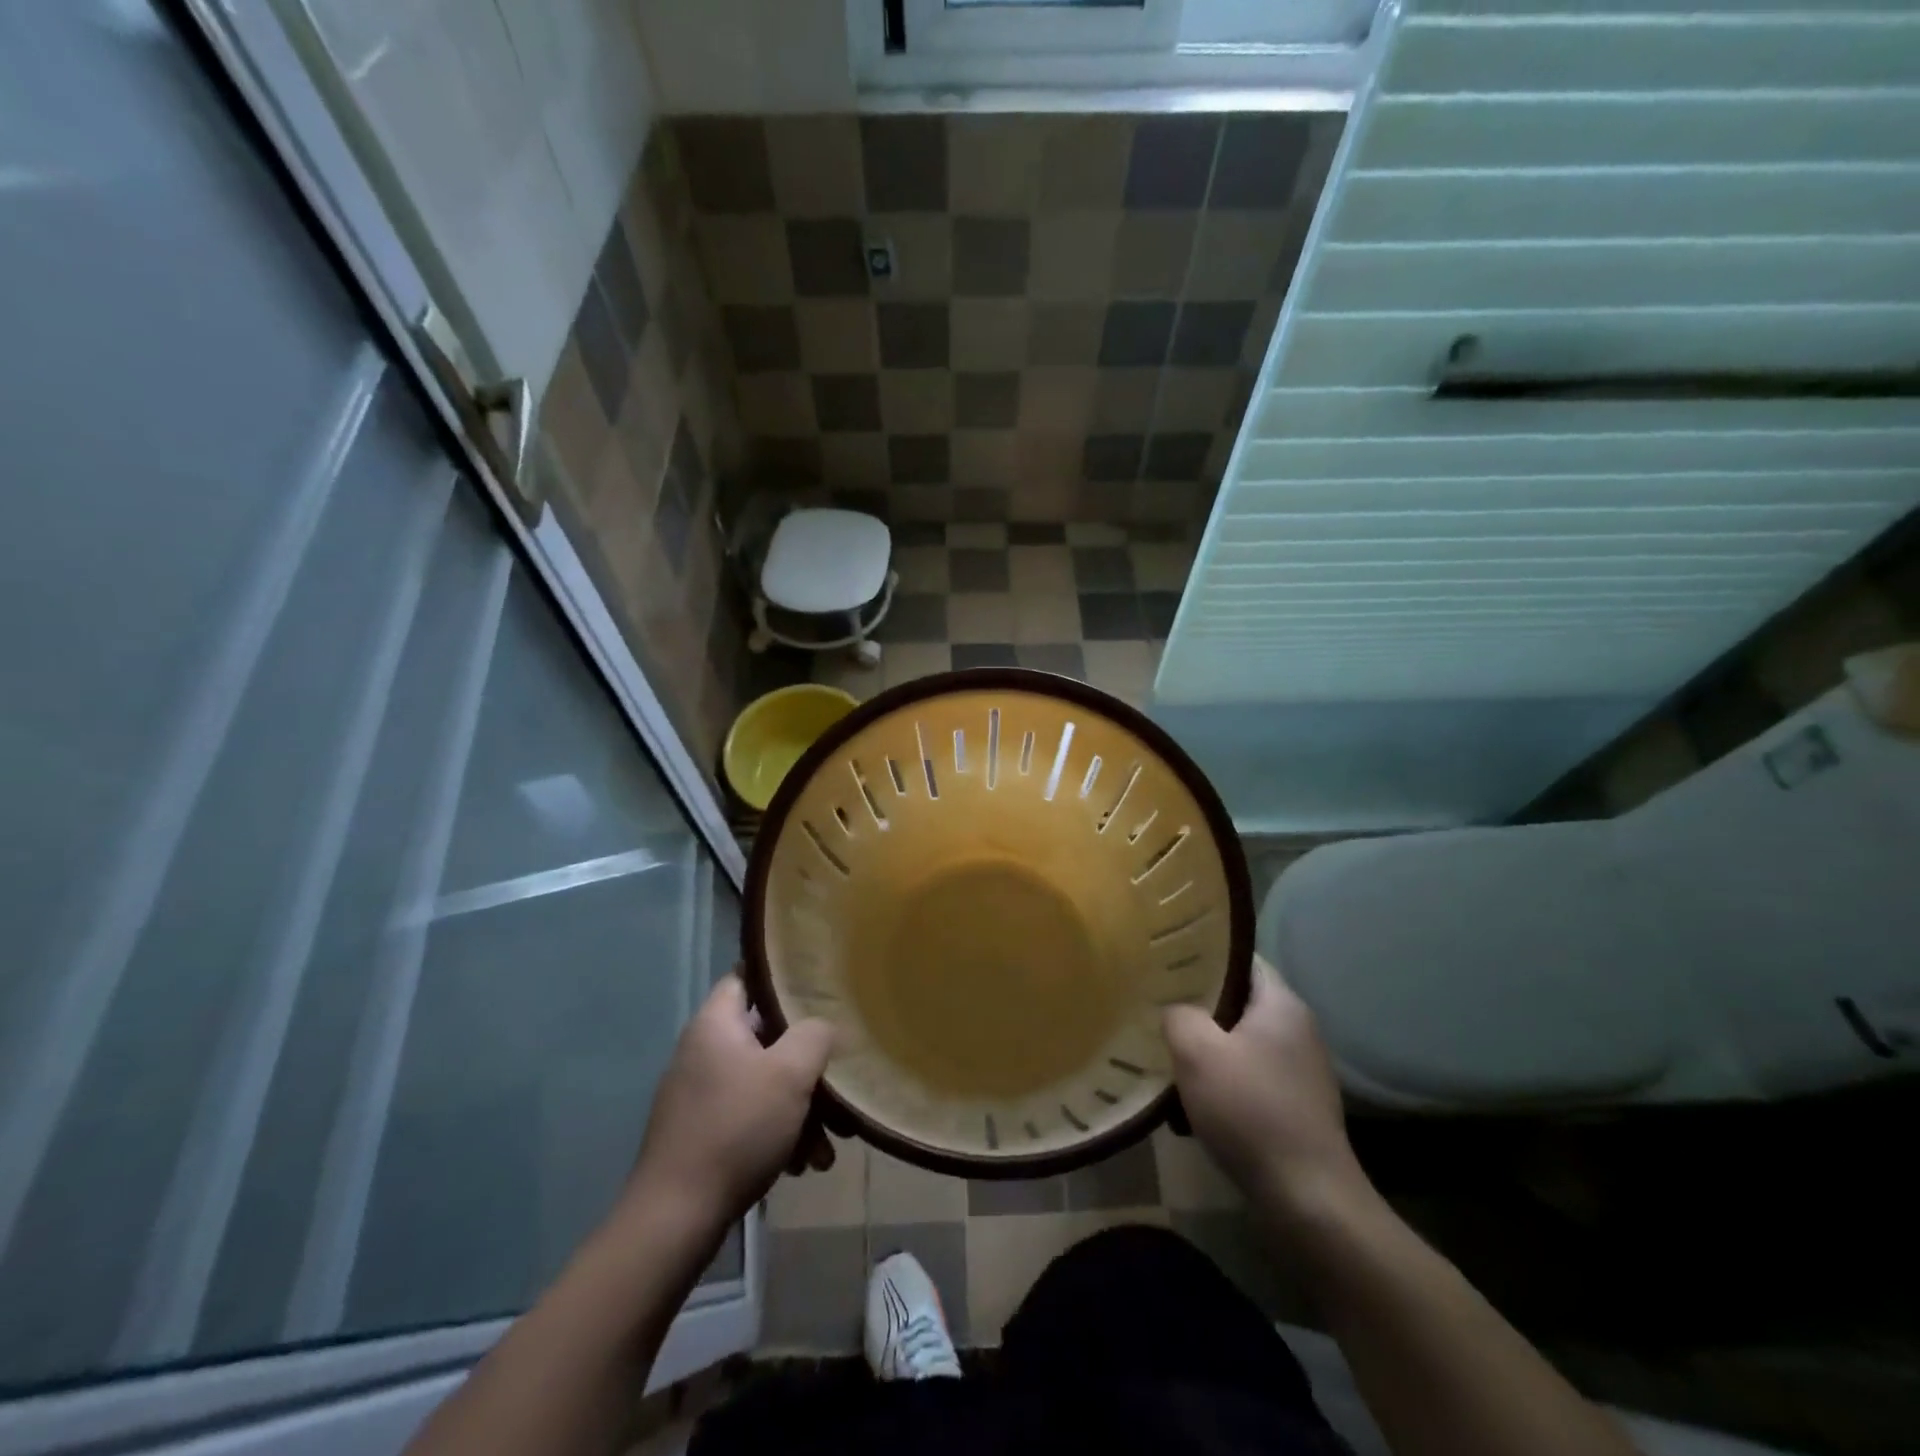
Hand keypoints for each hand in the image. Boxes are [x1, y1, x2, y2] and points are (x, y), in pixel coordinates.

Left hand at [625, 974, 834, 1232]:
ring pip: (764, 1083)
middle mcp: (703, 1052)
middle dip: (807, 1064)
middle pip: (766, 1038)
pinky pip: (750, 1117)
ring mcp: (700, 1095)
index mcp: (715, 1024)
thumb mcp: (789, 1074)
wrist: (675, 1218)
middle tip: (839, 1084)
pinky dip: (778, 1134)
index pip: (746, 977)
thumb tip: (823, 1027)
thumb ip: (814, 1035)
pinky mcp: (702, 1133)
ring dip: (800, 1108)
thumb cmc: (736, 1129)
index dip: (781, 978)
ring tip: (829, 1146)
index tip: (818, 988)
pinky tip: (803, 1165)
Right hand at [1163, 956, 1367, 1221]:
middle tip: (1158, 1004)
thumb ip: (1178, 1015)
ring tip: (1168, 1051)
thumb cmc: (1250, 1110)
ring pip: (1242, 1040)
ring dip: (1208, 1046)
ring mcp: (1301, 1069)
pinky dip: (1224, 1079)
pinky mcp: (1297, 1105)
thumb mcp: (1197, 1052)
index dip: (1202, 955)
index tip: (1166, 960)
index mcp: (1282, 1004)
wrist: (1307, 1198)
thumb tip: (1176, 1011)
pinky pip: (1251, 1075)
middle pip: (1240, 1000)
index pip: (1240, 958)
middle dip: (1199, 1004)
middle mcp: (1298, 1028)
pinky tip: (1195, 1097)